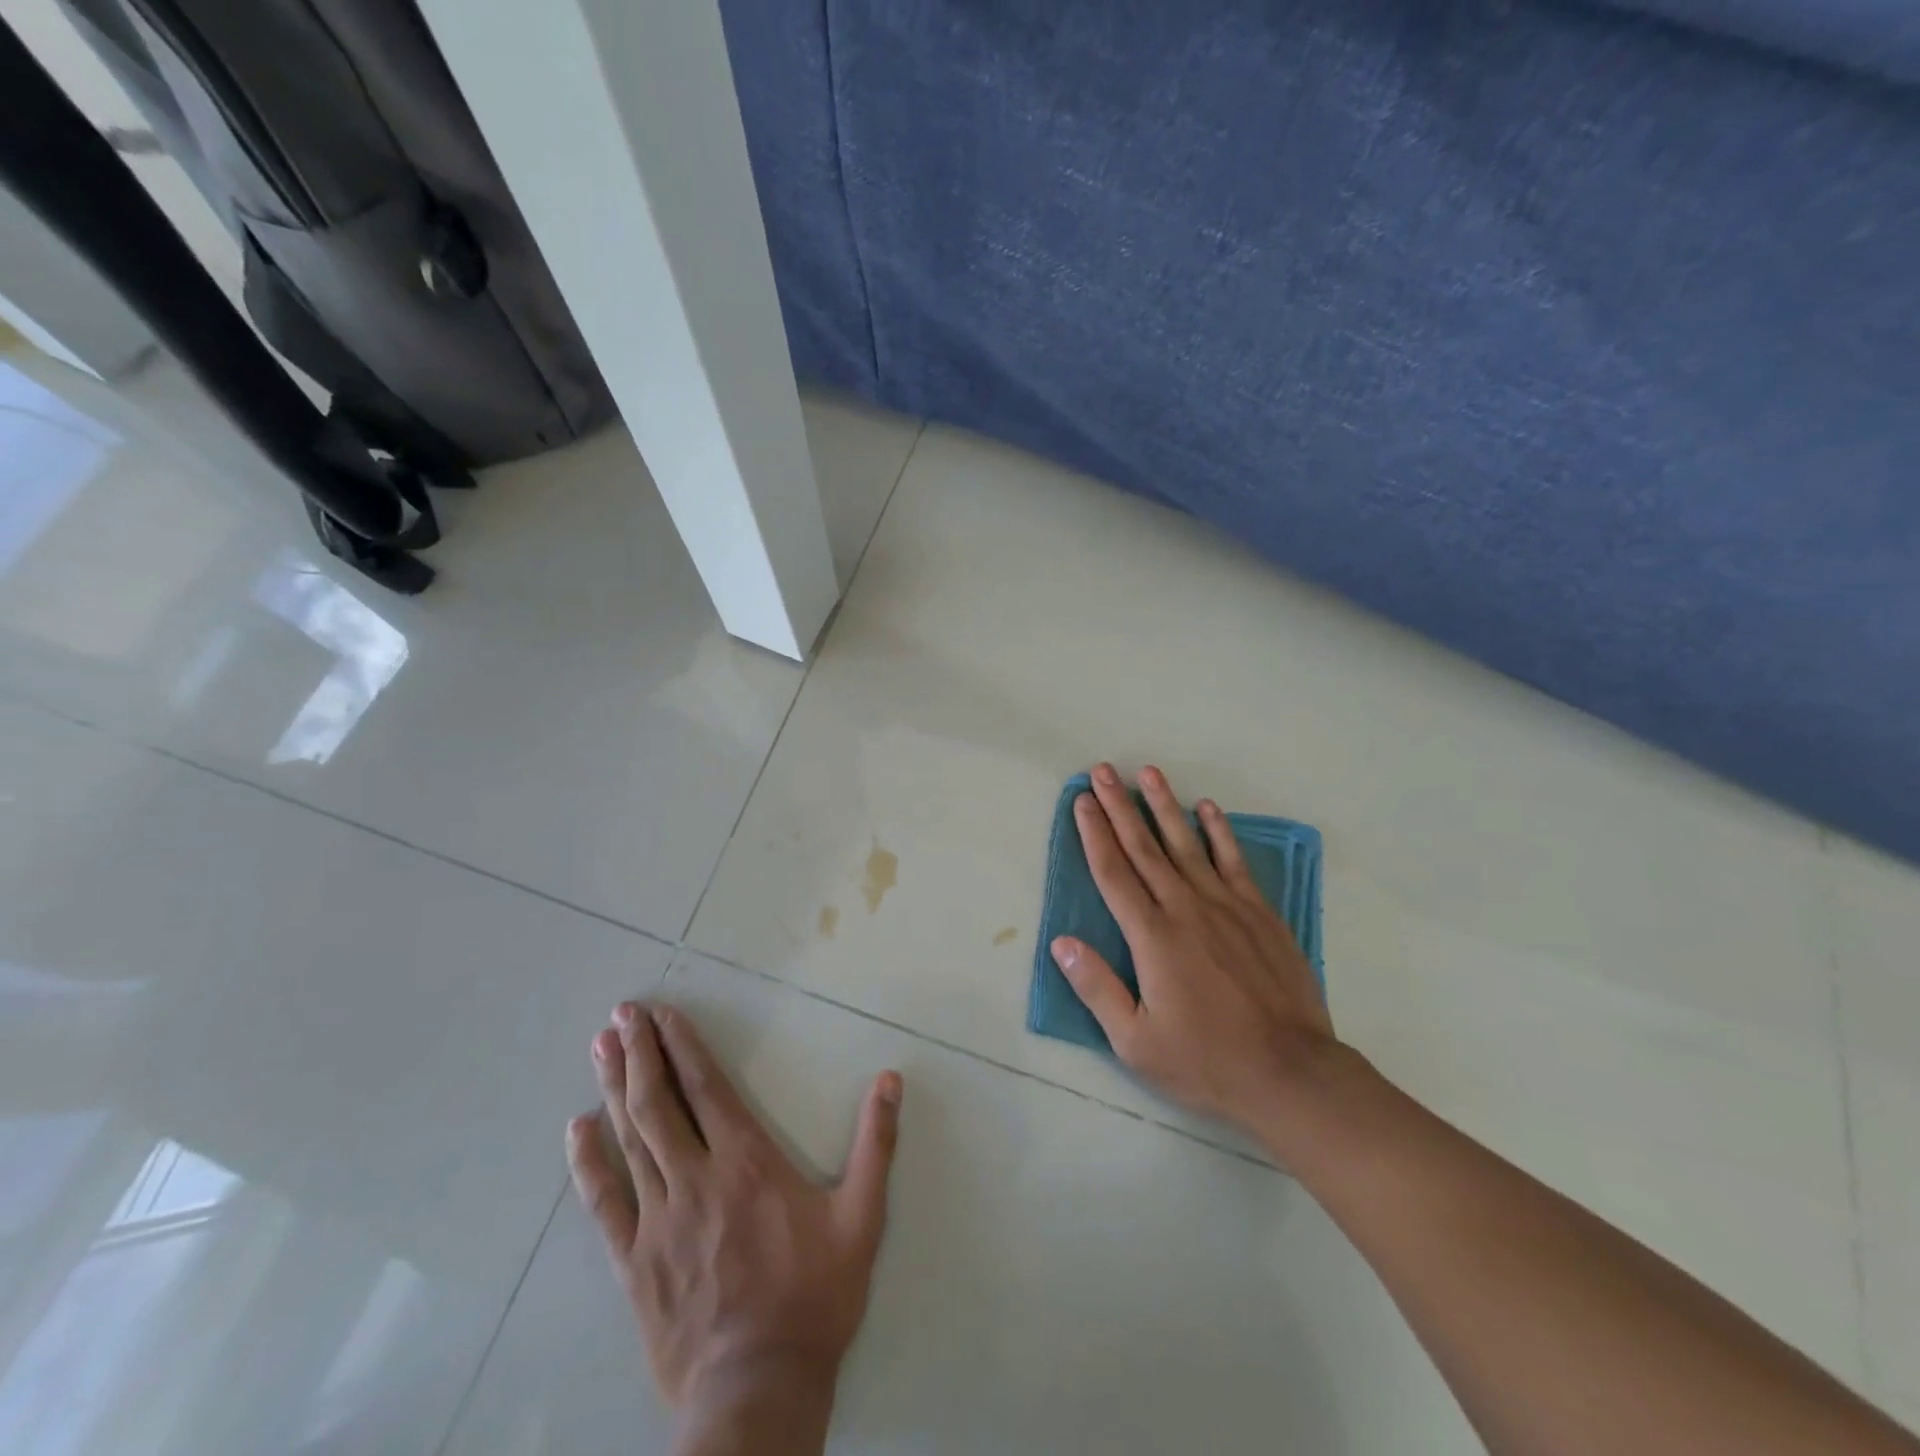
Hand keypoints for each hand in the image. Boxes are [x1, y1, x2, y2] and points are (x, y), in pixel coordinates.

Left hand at [566, 1002, 901, 1432]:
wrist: (757, 1391)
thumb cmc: (814, 1298)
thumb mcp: (862, 1218)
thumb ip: (876, 1144)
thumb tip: (892, 1079)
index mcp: (747, 1162)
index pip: (707, 1088)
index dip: (683, 1046)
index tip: (663, 1014)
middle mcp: (696, 1178)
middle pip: (659, 1103)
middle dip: (640, 1052)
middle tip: (621, 1014)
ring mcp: (658, 1220)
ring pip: (630, 1139)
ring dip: (614, 1088)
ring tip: (599, 1046)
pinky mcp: (634, 1261)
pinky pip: (604, 1202)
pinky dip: (587, 1162)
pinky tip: (576, 1130)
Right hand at [1053, 763, 1341, 1149]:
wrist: (1291, 1074)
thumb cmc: (1206, 1061)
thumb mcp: (1136, 1041)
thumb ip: (1097, 988)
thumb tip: (1061, 942)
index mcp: (1151, 937)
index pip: (1114, 872)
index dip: (1094, 833)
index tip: (1081, 800)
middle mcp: (1185, 909)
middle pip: (1144, 847)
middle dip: (1119, 806)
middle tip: (1103, 770)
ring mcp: (1226, 906)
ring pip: (1187, 845)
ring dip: (1164, 806)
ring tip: (1148, 773)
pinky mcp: (1259, 914)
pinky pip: (1234, 862)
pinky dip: (1220, 833)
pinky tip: (1208, 808)